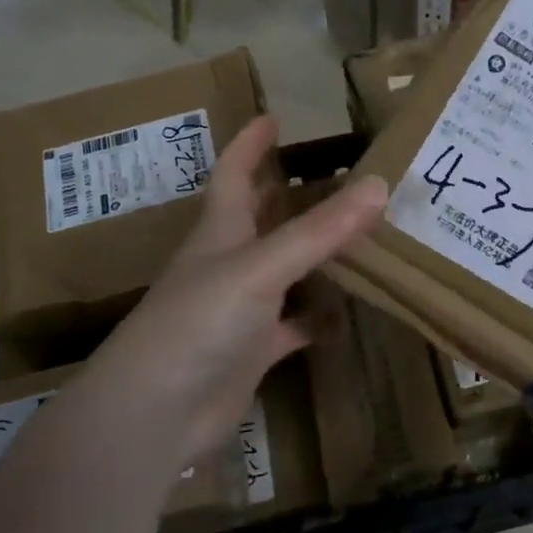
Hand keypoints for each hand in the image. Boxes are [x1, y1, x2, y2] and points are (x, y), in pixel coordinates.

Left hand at [84, 117, 385, 468]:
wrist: (155, 415)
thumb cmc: (198, 323)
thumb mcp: (261, 267)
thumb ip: (319, 230)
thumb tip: (378, 184)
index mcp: (221, 231)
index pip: (235, 173)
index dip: (250, 144)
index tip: (273, 117)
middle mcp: (229, 262)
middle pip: (262, 218)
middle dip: (291, 193)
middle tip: (337, 174)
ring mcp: (241, 308)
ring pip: (284, 269)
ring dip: (315, 254)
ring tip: (360, 235)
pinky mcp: (253, 350)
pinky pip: (294, 325)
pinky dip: (318, 319)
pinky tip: (348, 315)